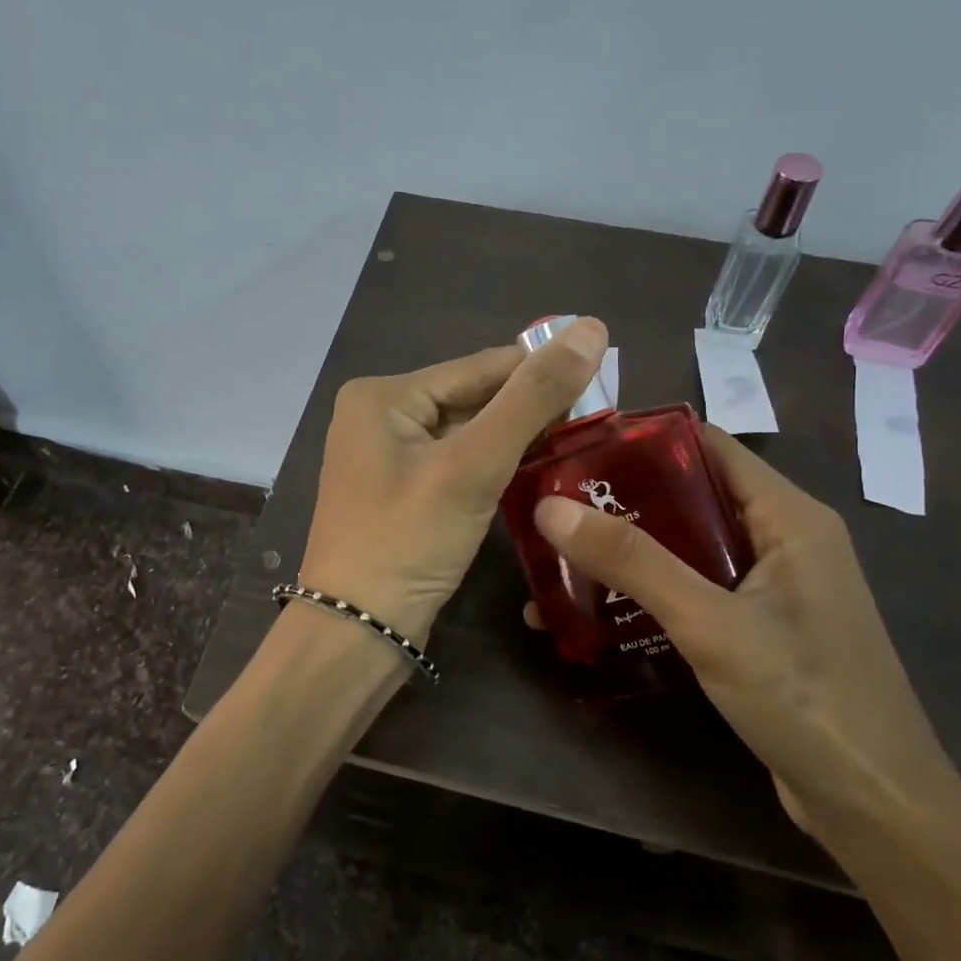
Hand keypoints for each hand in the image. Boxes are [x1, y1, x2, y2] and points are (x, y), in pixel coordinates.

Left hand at [299, 317, 609, 644]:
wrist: (356, 633)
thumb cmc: (408, 542)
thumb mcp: (473, 466)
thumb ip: (532, 398)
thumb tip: (590, 328)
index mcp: (384, 395)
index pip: (480, 367)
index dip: (542, 370)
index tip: (604, 378)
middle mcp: (379, 416)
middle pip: (472, 398)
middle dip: (529, 409)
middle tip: (598, 419)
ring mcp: (386, 457)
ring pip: (467, 433)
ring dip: (515, 439)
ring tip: (579, 443)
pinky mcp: (399, 492)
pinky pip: (455, 464)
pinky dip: (493, 466)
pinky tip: (536, 473)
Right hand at [530, 425, 960, 856]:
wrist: (876, 808)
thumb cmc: (805, 698)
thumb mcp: (711, 623)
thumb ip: (634, 562)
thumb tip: (550, 508)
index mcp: (788, 516)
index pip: (708, 447)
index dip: (641, 443)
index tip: (573, 452)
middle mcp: (781, 540)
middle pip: (689, 499)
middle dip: (619, 505)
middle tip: (551, 512)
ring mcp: (771, 589)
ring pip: (685, 551)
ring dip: (626, 557)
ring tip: (557, 564)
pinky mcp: (757, 630)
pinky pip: (693, 594)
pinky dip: (646, 597)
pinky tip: (593, 615)